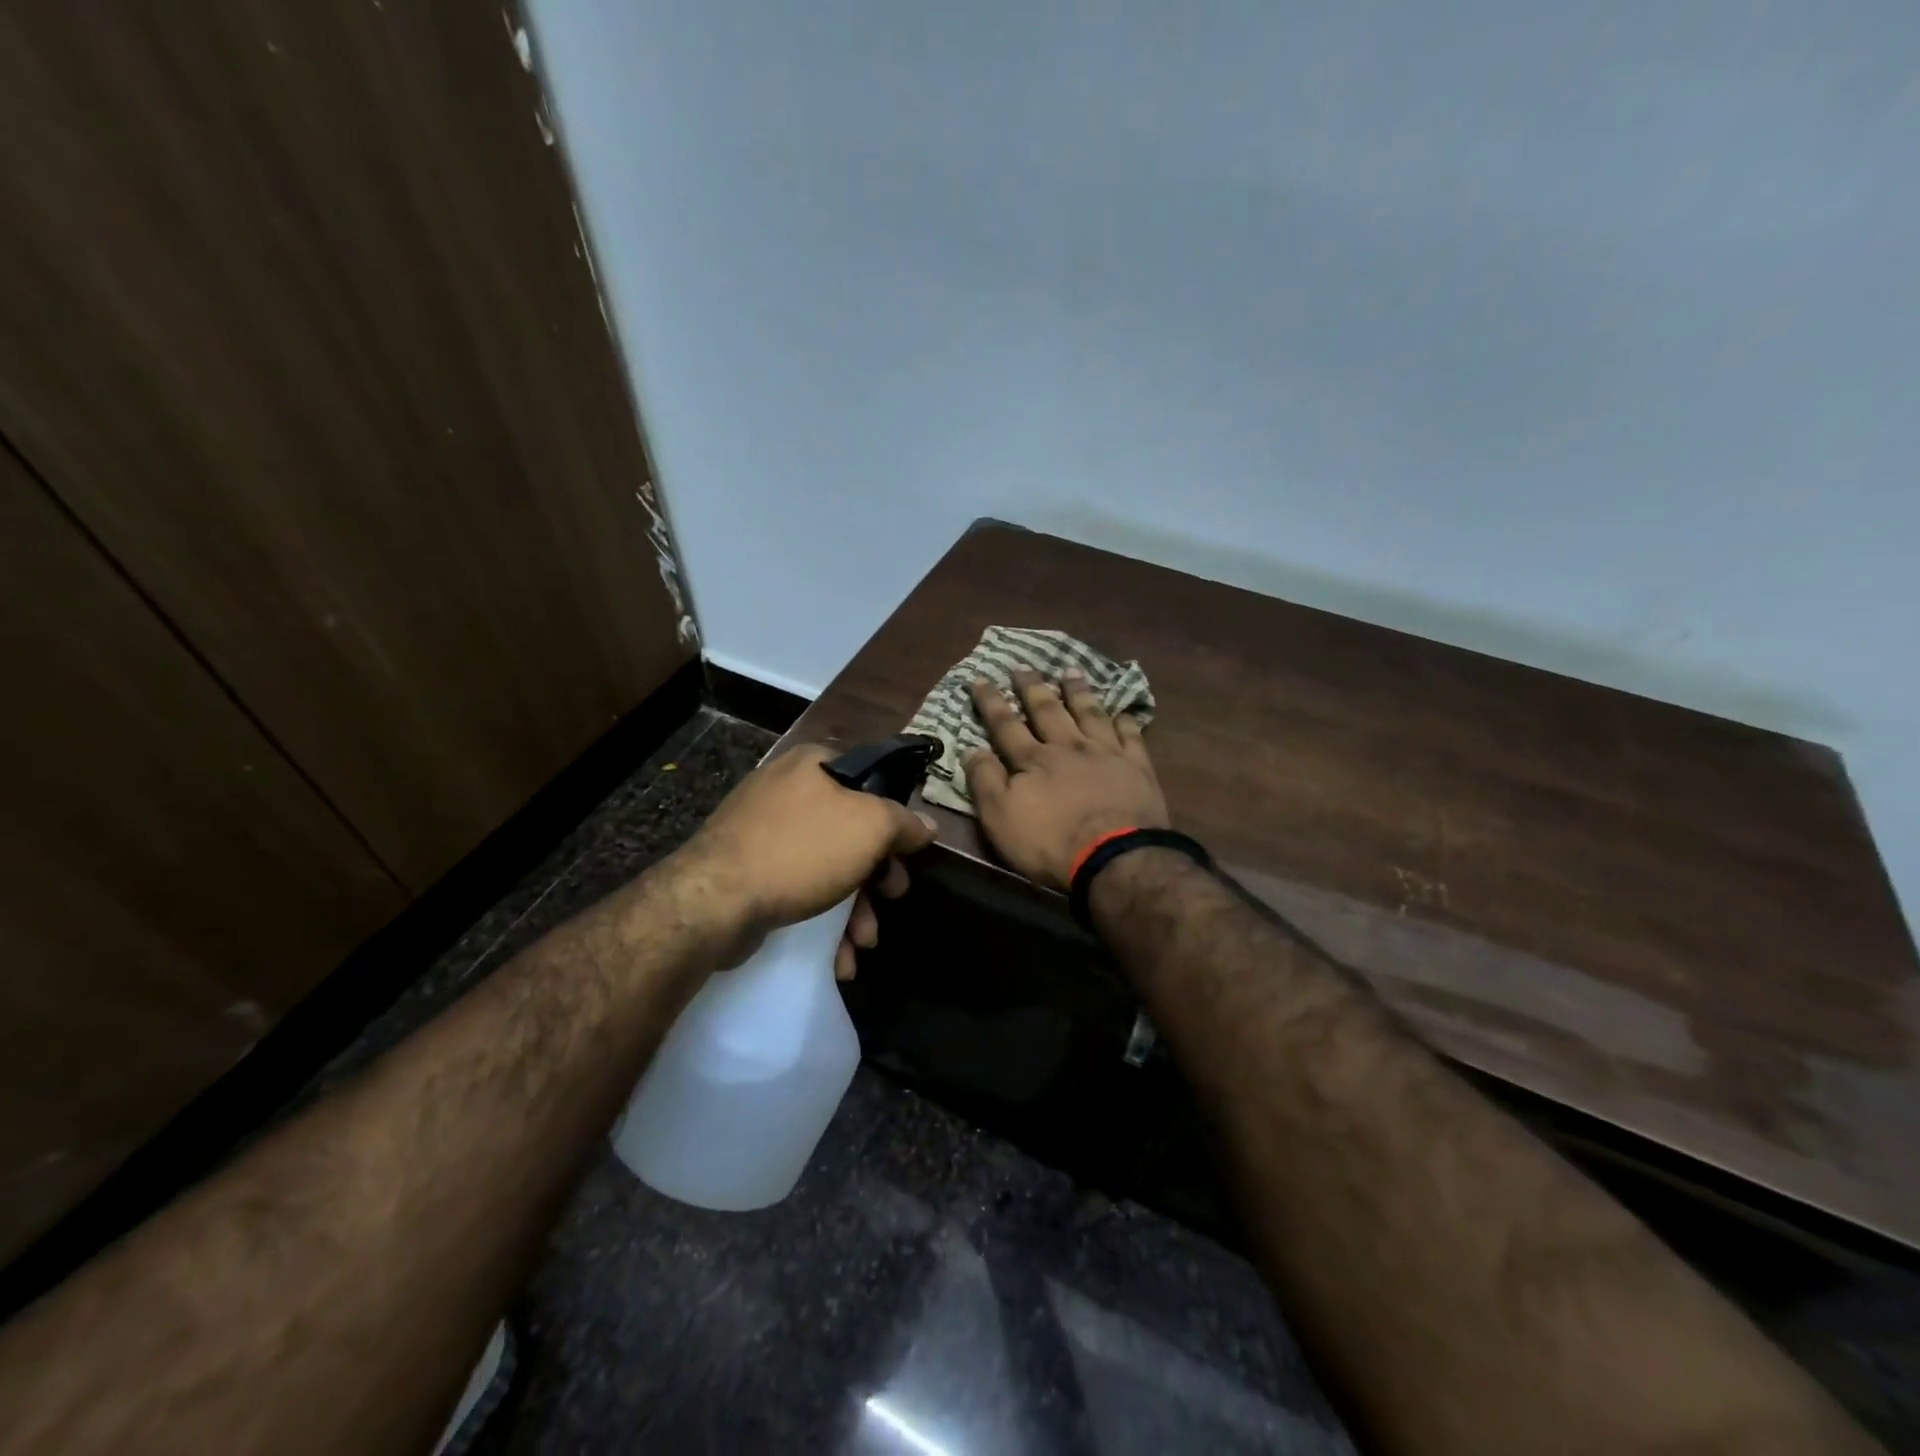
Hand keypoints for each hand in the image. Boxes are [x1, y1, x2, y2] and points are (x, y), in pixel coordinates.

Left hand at [673, 743, 937, 976]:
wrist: (713, 902)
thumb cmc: (801, 850)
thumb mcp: (870, 827)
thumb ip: (904, 822)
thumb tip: (926, 826)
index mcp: (813, 764)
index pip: (870, 779)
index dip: (894, 816)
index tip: (906, 852)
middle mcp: (785, 790)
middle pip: (850, 830)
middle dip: (876, 876)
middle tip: (892, 898)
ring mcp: (761, 831)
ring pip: (826, 866)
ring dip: (853, 909)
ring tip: (862, 944)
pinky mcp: (746, 871)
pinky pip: (797, 889)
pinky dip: (821, 920)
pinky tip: (836, 957)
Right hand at [964, 667, 1168, 890]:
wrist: (1114, 858)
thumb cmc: (1050, 843)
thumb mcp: (1000, 817)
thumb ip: (985, 781)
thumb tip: (971, 748)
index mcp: (1033, 760)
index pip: (1006, 724)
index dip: (991, 702)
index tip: (980, 678)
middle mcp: (1068, 747)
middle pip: (1048, 710)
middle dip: (1032, 687)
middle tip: (1023, 665)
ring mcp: (1106, 753)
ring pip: (1089, 713)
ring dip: (1078, 691)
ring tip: (1070, 671)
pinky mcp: (1137, 767)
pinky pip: (1130, 735)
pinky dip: (1124, 721)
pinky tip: (1121, 711)